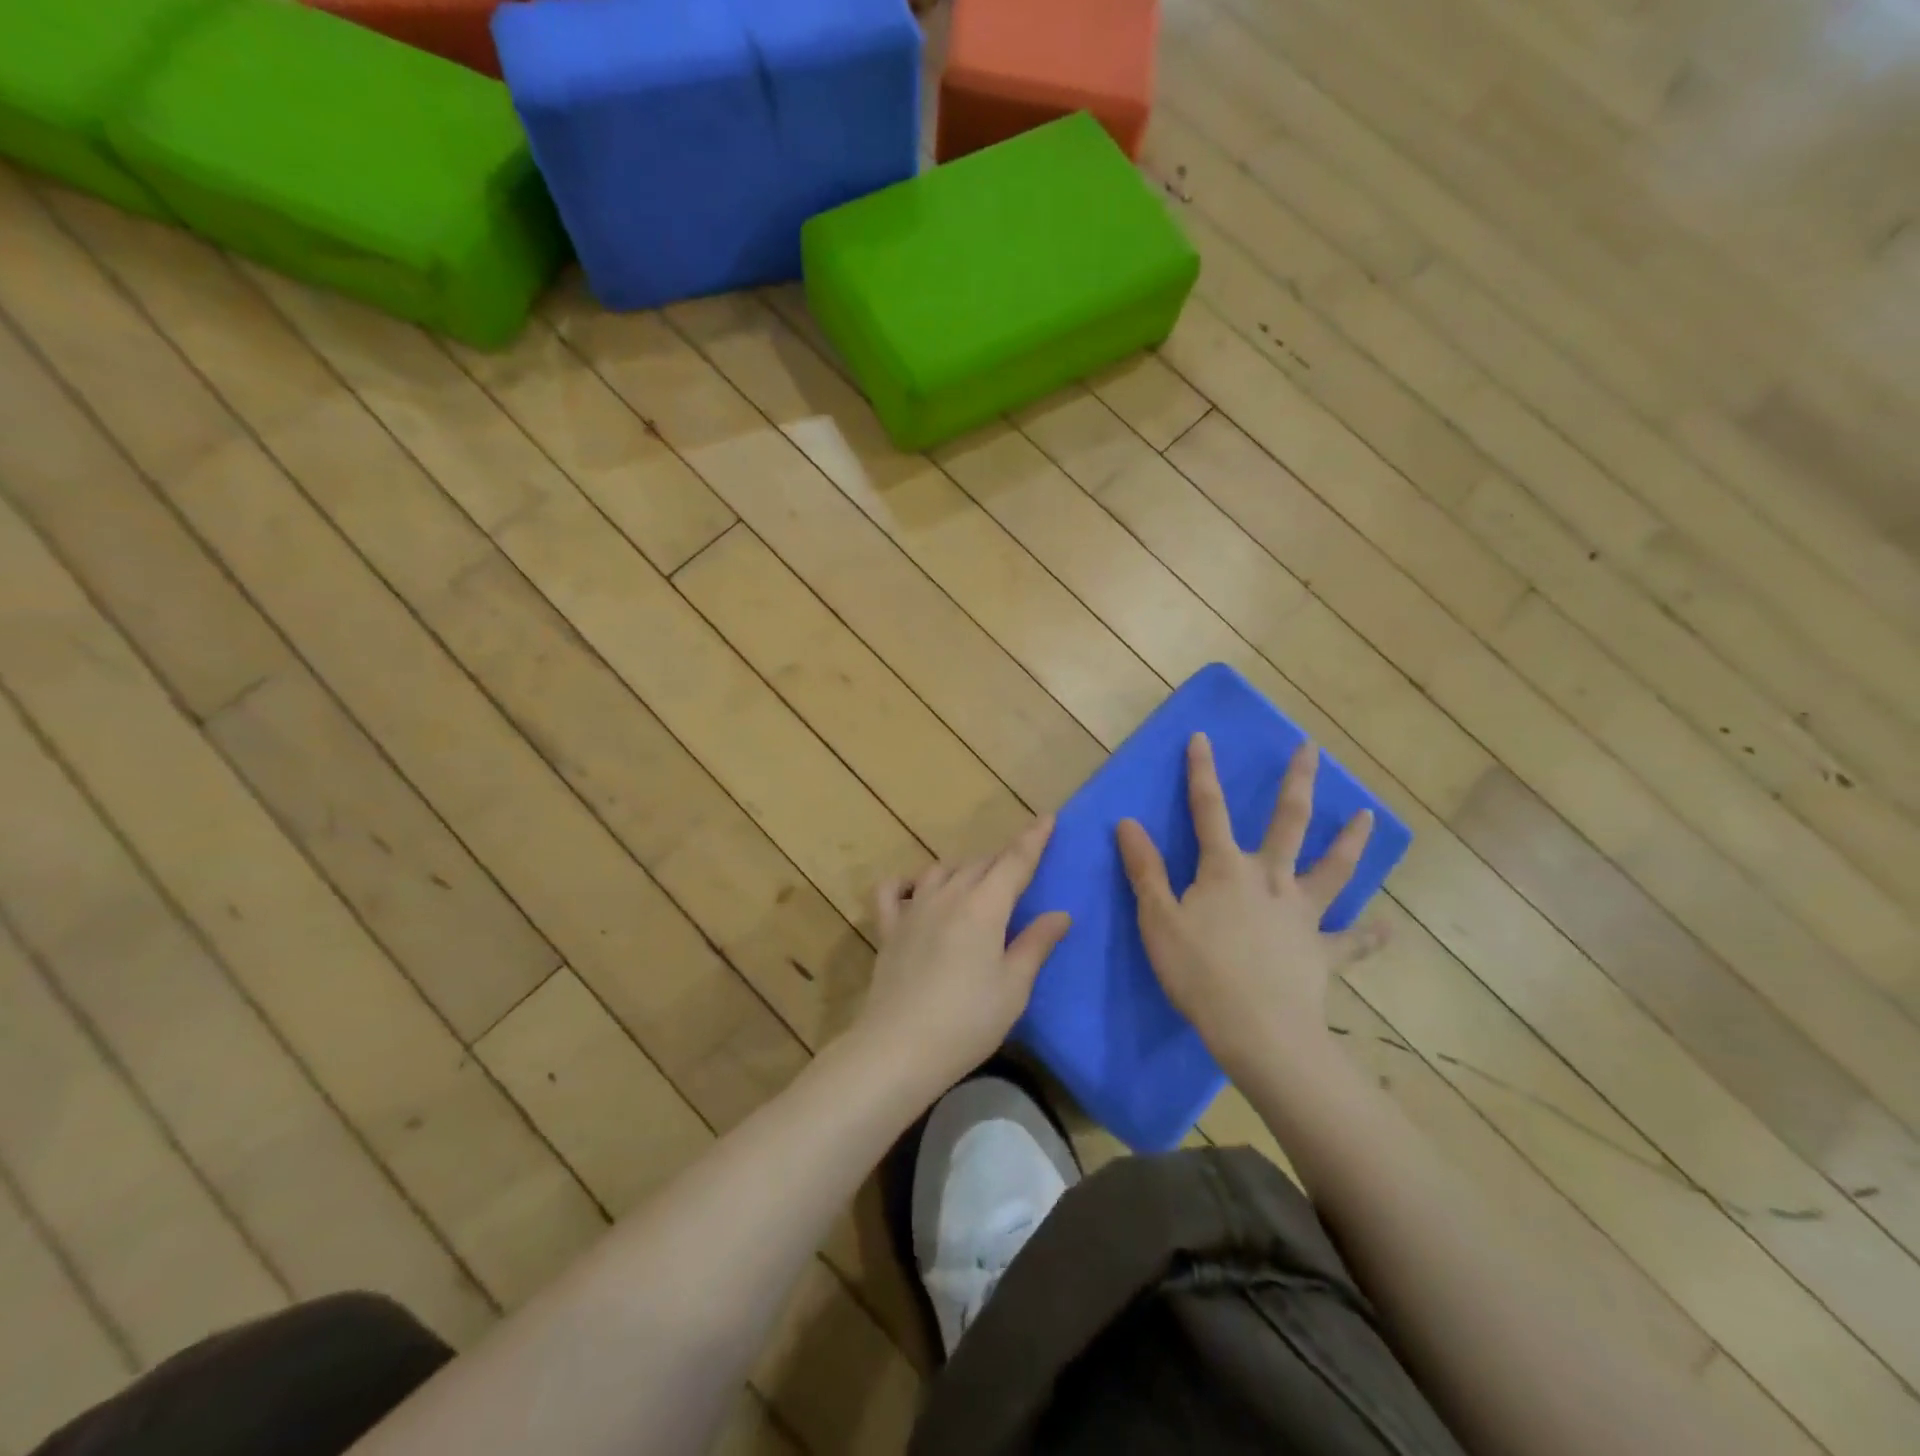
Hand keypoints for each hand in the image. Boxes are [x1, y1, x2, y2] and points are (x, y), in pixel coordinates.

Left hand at [856, 815, 1071, 1091]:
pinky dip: (907, 882)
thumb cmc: (967, 1021)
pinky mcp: (888, 928)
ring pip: (942, 870)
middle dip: (1003, 859)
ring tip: (977, 880)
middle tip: (1019, 867)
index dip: (1033, 839)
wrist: (899, 1047)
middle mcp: (948, 896)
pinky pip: (893, 890)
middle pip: (980, 863)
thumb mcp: (1014, 987)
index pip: (1015, 861)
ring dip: (964, 868)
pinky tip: (917, 890)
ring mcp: (914, 909)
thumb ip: (1036, 944)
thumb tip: (1060, 913)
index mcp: (984, 906)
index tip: (1047, 817)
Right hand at [1116, 735, 1385, 1076]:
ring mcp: (1302, 914)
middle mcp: (1270, 879)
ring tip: (1368, 817)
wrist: (1258, 1030)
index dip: (1201, 772)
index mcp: (1225, 869)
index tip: (1203, 736)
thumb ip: (1145, 870)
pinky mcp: (1322, 951)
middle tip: (1312, 749)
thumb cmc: (1198, 972)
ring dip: (1350, 842)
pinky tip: (1389, 928)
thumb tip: (1128, 822)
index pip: (1208, 809)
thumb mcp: (1157, 919)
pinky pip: (1352, 941)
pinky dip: (1371, 935)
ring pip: (1333, 870)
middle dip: (1297, 782)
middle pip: (1287, 822)